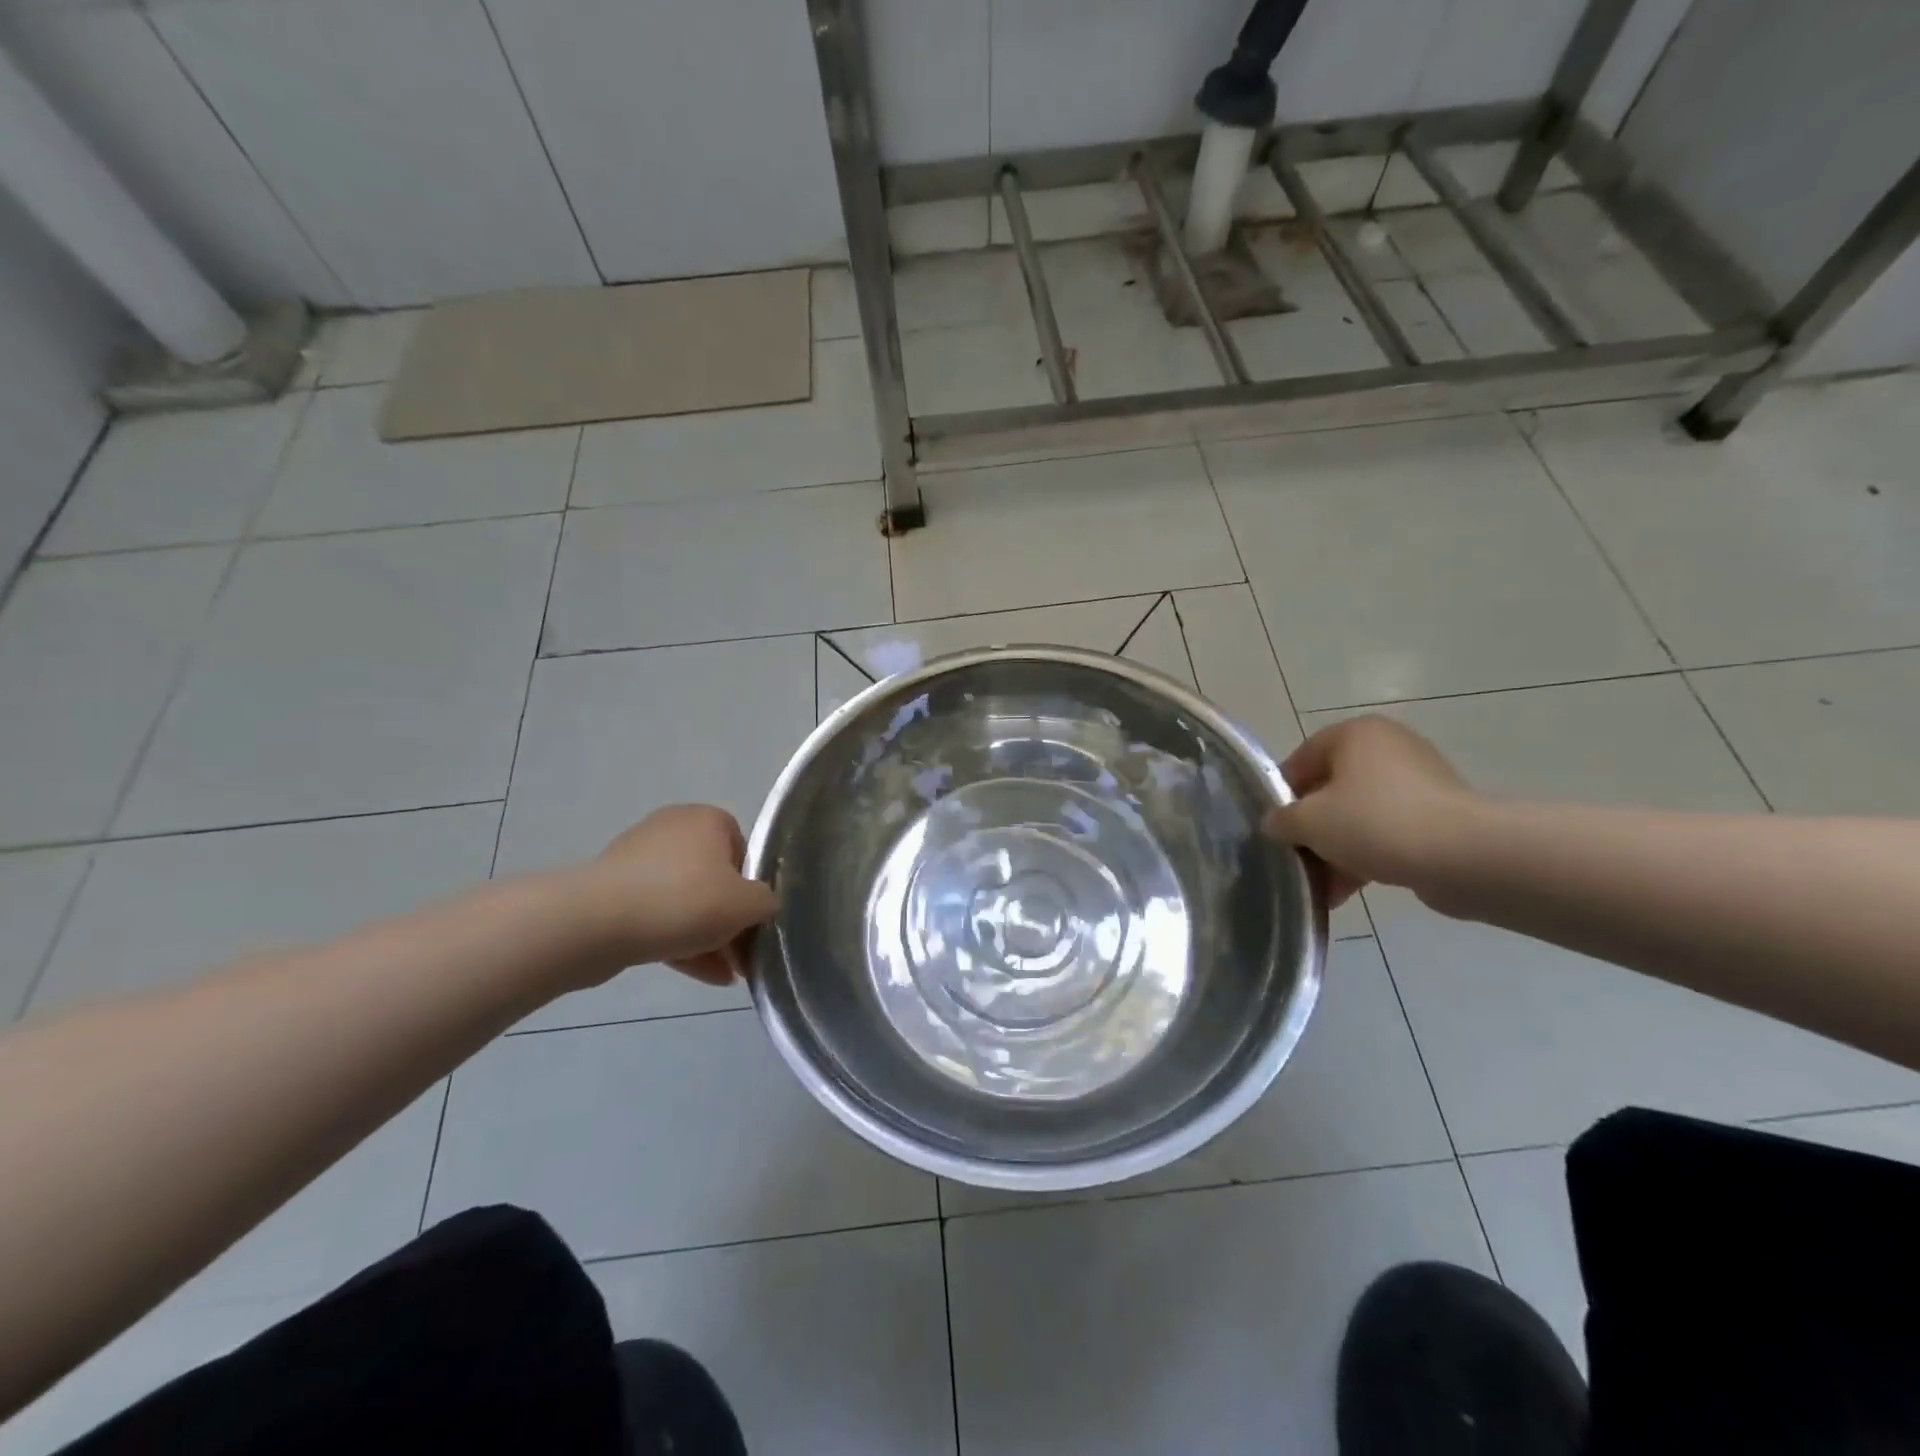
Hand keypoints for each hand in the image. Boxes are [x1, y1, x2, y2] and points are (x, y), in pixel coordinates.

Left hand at [575, 805, 778, 985]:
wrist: (595, 923)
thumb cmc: (683, 901)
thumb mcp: (747, 904)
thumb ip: (767, 902)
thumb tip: (762, 905)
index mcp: (706, 819)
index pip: (743, 850)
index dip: (752, 888)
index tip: (754, 920)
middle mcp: (672, 829)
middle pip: (714, 879)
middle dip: (730, 921)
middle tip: (743, 956)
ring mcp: (639, 861)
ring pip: (686, 902)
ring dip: (708, 937)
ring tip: (727, 975)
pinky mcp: (614, 892)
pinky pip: (658, 916)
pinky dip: (680, 941)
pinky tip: (702, 975)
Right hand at [1262, 716, 1473, 906]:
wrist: (1465, 857)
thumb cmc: (1375, 823)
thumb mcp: (1308, 822)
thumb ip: (1281, 820)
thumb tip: (1276, 824)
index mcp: (1355, 734)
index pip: (1301, 760)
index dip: (1282, 796)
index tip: (1275, 830)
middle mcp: (1388, 748)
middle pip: (1331, 790)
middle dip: (1312, 830)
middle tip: (1297, 860)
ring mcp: (1419, 782)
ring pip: (1359, 816)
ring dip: (1336, 850)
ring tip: (1320, 888)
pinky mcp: (1440, 816)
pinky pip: (1389, 833)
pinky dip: (1366, 857)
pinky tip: (1346, 893)